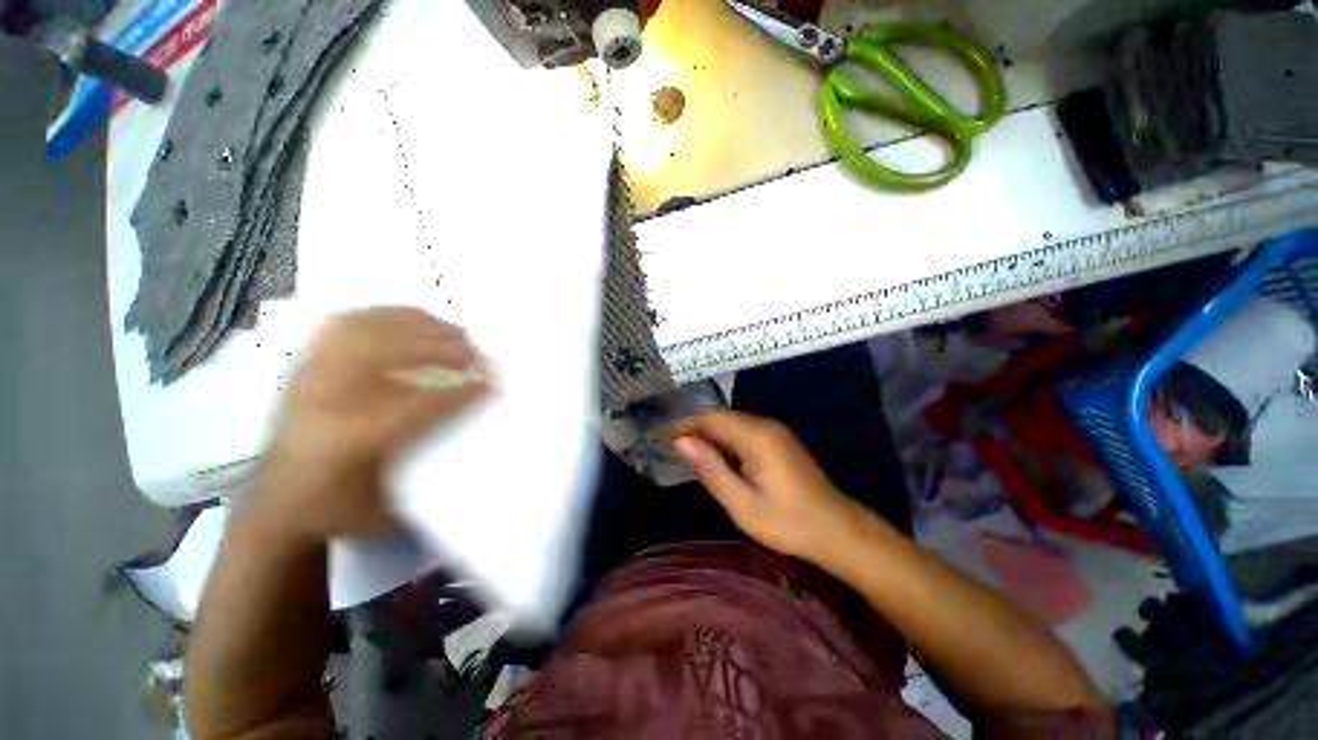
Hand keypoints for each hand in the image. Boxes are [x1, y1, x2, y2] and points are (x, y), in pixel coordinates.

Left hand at [253, 307, 488, 542]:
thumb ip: (434, 476)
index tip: (492, 388)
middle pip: (392, 351)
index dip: (462, 393)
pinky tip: (414, 322)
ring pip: (370, 328)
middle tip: (478, 355)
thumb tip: (481, 446)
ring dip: (420, 326)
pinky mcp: (306, 363)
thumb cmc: (336, 510)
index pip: (419, 403)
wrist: (274, 506)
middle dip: (444, 348)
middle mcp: (326, 397)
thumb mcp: (391, 508)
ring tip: (454, 333)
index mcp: (349, 437)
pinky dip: (387, 315)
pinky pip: (348, 322)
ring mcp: (311, 374)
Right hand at [672, 411, 866, 563]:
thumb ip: (710, 469)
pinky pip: (746, 431)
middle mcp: (766, 425)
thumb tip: (682, 442)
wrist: (836, 529)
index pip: (712, 419)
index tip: (666, 438)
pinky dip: (727, 440)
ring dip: (712, 435)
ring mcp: (776, 431)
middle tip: (676, 449)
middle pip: (723, 418)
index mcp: (755, 436)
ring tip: (693, 454)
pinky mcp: (781, 440)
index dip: (687, 425)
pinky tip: (721, 458)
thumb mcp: (741, 503)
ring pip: (734, 423)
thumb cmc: (786, 522)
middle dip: (697, 429)